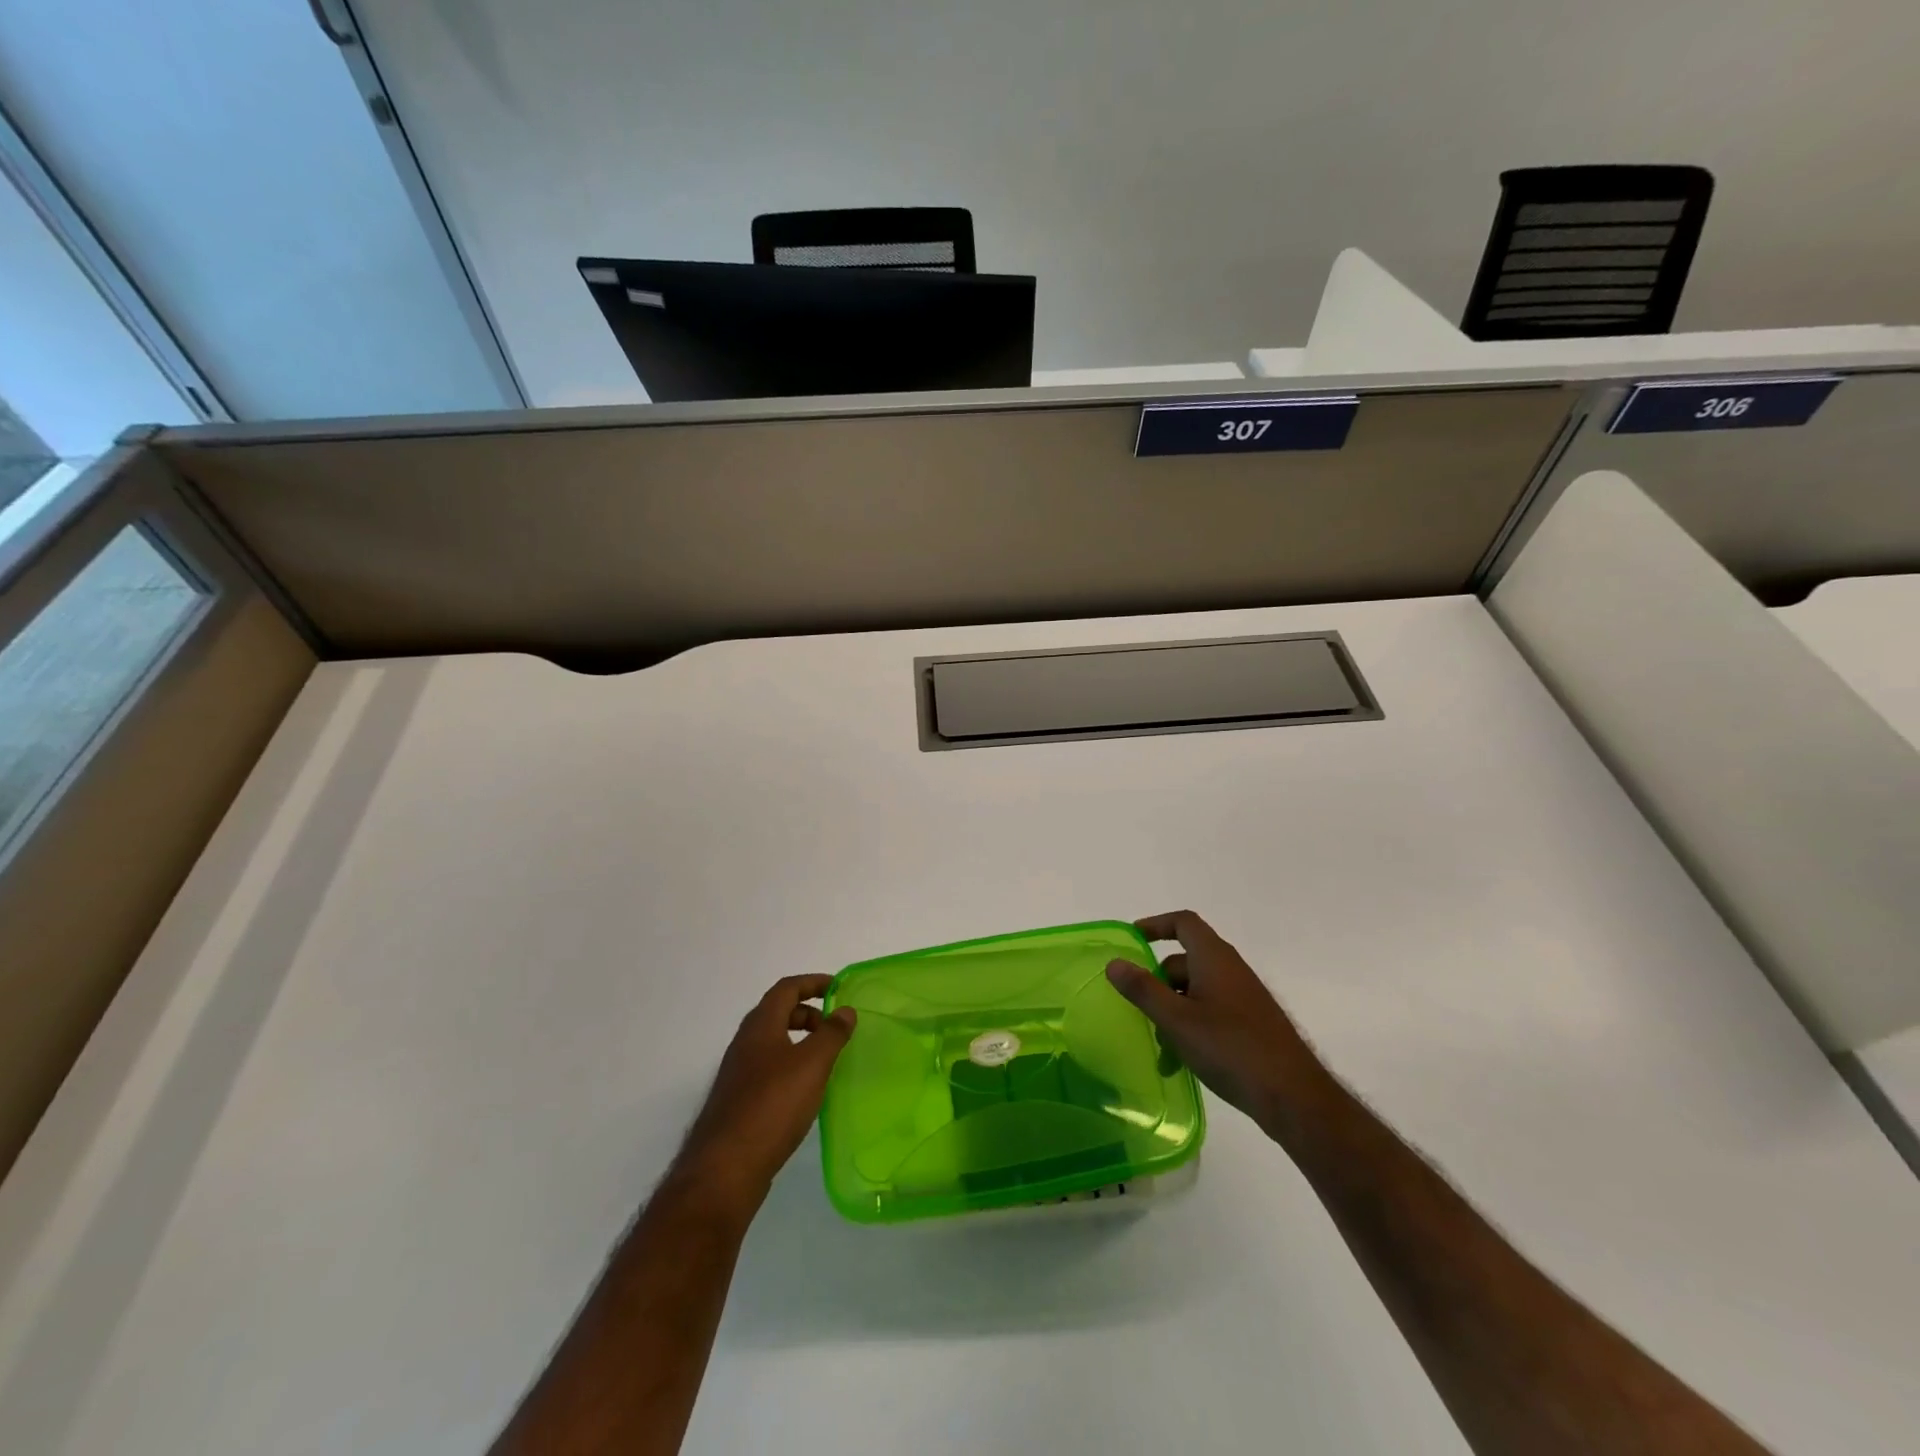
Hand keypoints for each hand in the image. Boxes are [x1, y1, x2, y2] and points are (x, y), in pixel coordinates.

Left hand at [671, 975, 855, 1213]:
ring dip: (799, 1041)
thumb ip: (832, 1034)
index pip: (786, 989)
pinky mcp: (738, 1102)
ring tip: (825, 1059)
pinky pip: (768, 1069)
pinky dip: (790, 1066)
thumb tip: (845, 1010)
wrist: (725, 1169)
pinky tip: (805, 1091)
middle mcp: (745, 1044)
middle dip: (807, 1013)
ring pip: (772, 1043)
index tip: (837, 988)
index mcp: (760, 1026)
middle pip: (777, 1013)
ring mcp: (738, 1074)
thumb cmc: (772, 1105)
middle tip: (834, 1027)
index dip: (812, 983)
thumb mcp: (812, 1064)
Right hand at [1106, 911, 1317, 1131]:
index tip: (1132, 940)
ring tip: (1161, 1049)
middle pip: (1185, 961)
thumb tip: (1114, 962)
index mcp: (1214, 958)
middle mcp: (1230, 970)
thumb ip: (1143, 989)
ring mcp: (1243, 998)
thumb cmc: (1230, 1048)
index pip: (1183, 923)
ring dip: (1173, 1012)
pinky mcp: (1251, 1025)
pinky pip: (1211, 1013)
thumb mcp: (1177, 1019)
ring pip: (1196, 992)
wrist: (1293, 1096)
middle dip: (1158, 983)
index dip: (1156, 925)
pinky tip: (1181, 1063)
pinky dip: (1191, 1028)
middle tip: (1139, 1009)